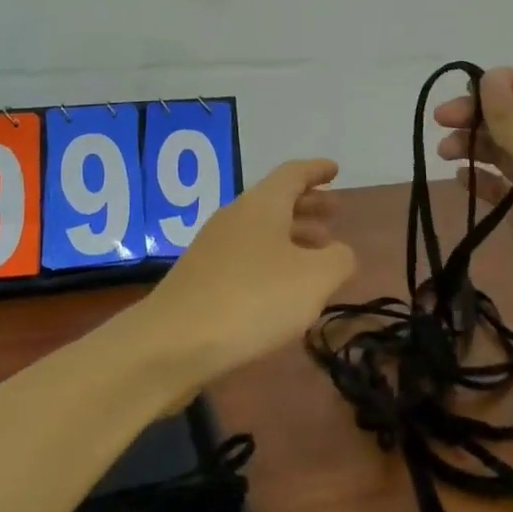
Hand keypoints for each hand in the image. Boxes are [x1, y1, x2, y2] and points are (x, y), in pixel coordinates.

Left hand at [142, 158, 355, 380]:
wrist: (173, 342)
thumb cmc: (253, 299)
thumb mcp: (313, 279)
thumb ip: (338, 260)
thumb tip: (339, 252)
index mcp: (262, 204)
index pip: (293, 174)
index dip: (317, 171)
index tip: (335, 169)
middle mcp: (235, 216)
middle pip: (276, 200)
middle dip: (308, 204)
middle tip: (336, 212)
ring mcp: (214, 247)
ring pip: (261, 230)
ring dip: (293, 235)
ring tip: (318, 254)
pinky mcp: (202, 277)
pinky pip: (247, 256)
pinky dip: (272, 260)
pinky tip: (283, 288)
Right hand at [434, 68, 512, 342]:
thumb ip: (509, 115)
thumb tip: (489, 75)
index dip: (502, 83)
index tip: (464, 90)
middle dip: (479, 115)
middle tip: (442, 121)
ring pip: (504, 151)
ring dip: (474, 145)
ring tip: (446, 153)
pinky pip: (500, 187)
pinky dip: (479, 179)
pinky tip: (459, 178)